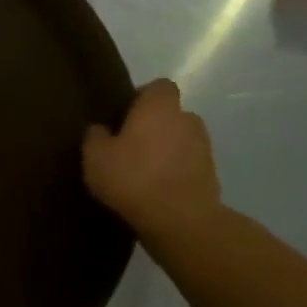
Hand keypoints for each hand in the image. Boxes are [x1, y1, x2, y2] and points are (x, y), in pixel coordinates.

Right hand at [82, 79, 221, 242]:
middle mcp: (187, 119)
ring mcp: (204, 147)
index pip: (159, 86)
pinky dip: (174, 170)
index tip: (124, 113)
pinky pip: (187, 163)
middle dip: (154, 125)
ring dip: (165, 149)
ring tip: (142, 169)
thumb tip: (100, 128)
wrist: (180, 220)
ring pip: (181, 139)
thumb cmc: (132, 177)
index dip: (143, 96)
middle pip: (171, 114)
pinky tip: (154, 188)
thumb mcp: (95, 156)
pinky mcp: (211, 174)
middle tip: (128, 144)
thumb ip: (95, 136)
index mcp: (159, 108)